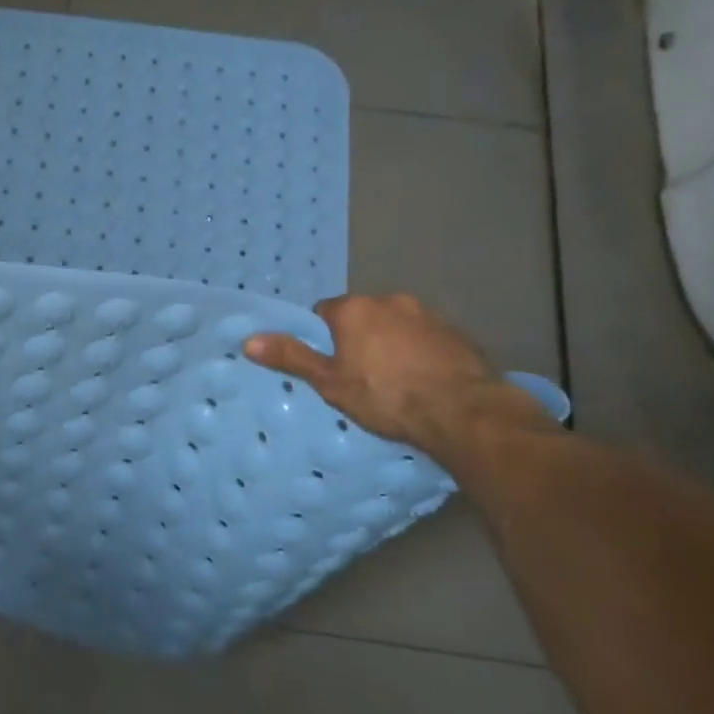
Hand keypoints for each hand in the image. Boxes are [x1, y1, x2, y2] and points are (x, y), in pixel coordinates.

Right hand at [244, 294, 542, 450]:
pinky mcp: (457, 332)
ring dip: (391, 344)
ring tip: (396, 382)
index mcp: (354, 308)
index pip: (323, 312)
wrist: (465, 412)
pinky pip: (426, 338)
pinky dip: (420, 353)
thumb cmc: (387, 396)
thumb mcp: (330, 382)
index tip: (331, 366)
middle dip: (358, 339)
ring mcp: (427, 314)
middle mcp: (389, 301)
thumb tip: (248, 340)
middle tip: (361, 377)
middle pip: (361, 316)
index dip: (323, 339)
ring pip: (396, 326)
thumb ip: (291, 357)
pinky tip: (425, 381)